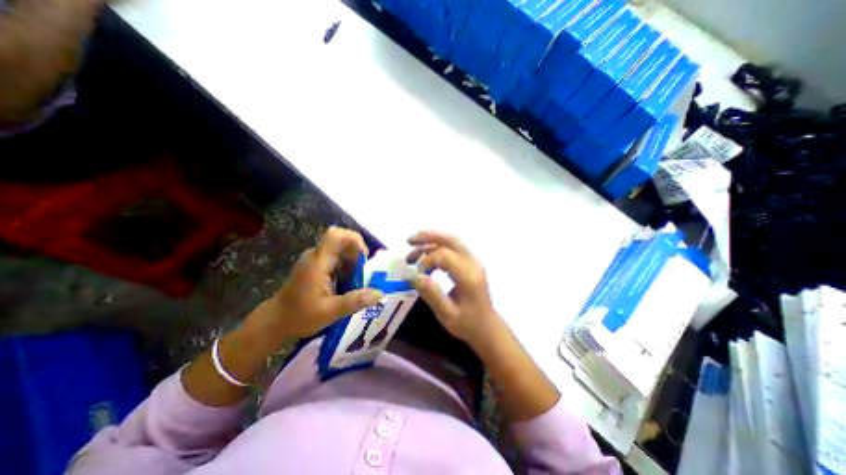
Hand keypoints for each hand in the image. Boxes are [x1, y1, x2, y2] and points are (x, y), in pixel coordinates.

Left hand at [248, 229, 383, 341]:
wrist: (274, 322)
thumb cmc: (299, 316)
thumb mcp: (330, 312)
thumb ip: (355, 301)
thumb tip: (380, 293)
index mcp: (317, 262)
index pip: (335, 235)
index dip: (353, 239)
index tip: (364, 257)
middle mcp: (316, 256)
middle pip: (342, 242)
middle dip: (357, 256)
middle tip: (362, 276)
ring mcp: (315, 260)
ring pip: (341, 251)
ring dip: (353, 264)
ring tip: (356, 283)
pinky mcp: (316, 266)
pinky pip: (336, 260)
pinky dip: (346, 269)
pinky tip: (346, 286)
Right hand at [405, 229, 495, 346]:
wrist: (487, 327)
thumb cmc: (467, 323)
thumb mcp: (446, 313)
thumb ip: (430, 292)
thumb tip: (410, 274)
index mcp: (468, 276)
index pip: (445, 256)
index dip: (426, 261)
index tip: (416, 274)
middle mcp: (473, 263)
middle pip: (450, 240)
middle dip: (428, 236)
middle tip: (409, 241)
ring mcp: (473, 261)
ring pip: (451, 242)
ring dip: (431, 242)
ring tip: (412, 253)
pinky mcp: (470, 263)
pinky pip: (453, 249)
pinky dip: (437, 248)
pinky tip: (425, 257)